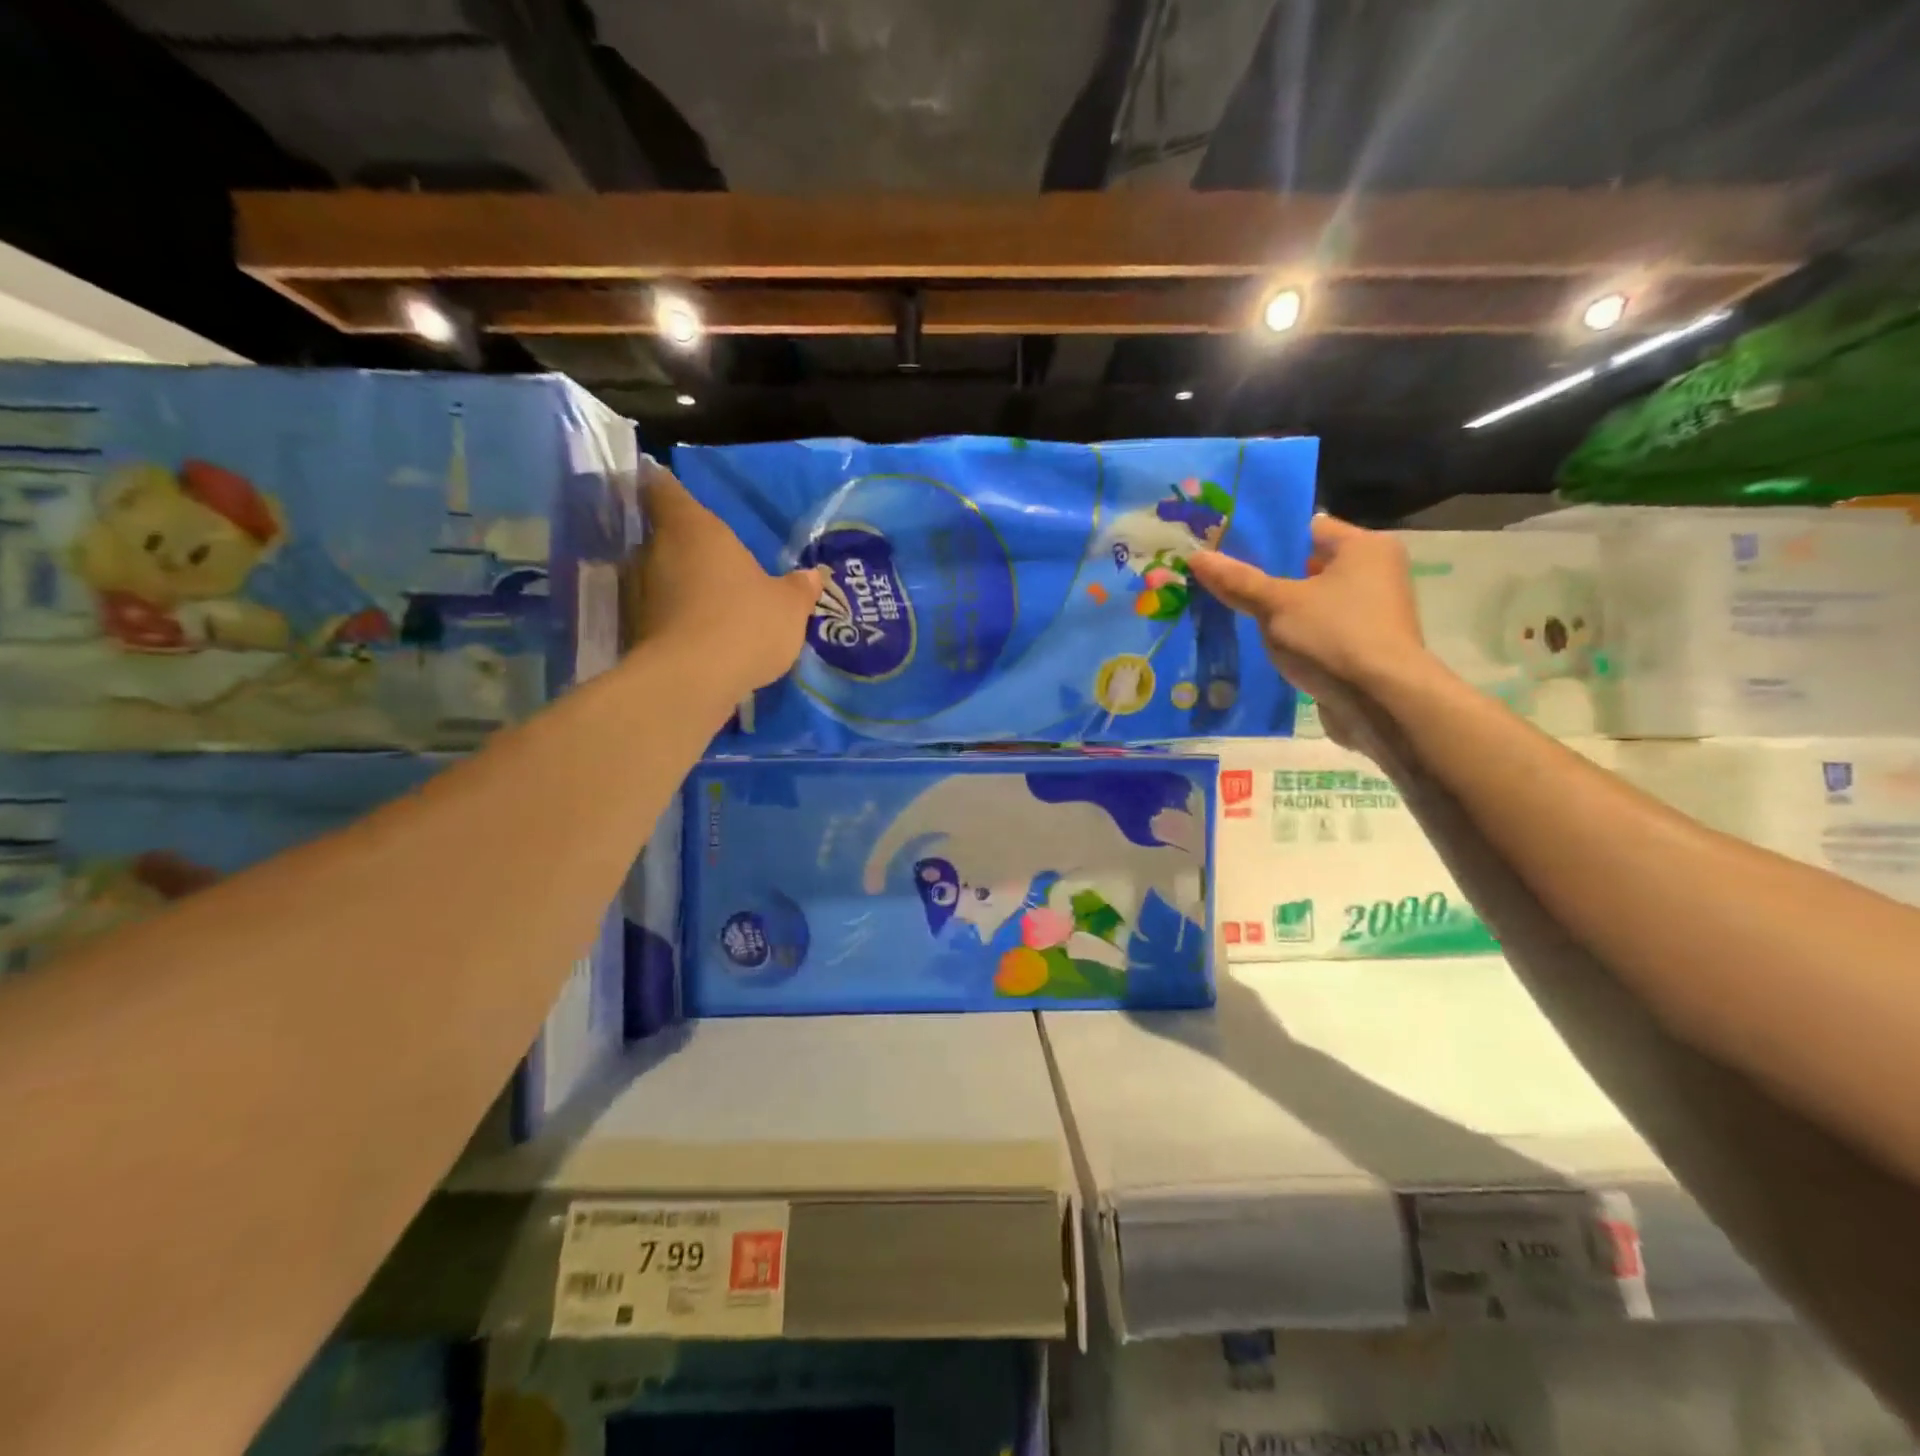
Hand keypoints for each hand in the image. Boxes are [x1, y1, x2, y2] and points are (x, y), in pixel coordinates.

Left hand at [631, 464, 823, 695]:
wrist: (692, 681)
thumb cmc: (745, 623)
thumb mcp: (788, 607)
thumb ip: (799, 588)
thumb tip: (814, 575)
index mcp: (694, 529)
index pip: (665, 490)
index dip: (666, 486)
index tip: (667, 485)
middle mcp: (656, 551)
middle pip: (662, 536)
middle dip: (684, 546)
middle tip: (713, 560)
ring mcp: (638, 592)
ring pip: (657, 576)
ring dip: (678, 585)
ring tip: (708, 601)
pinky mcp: (634, 630)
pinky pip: (657, 613)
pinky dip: (673, 618)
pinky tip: (699, 635)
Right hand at [1187, 514, 1428, 749]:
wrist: (1381, 702)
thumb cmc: (1332, 636)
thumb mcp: (1276, 604)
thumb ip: (1237, 581)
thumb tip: (1196, 556)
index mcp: (1364, 547)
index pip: (1307, 529)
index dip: (1266, 539)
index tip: (1227, 551)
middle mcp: (1376, 573)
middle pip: (1309, 566)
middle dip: (1267, 578)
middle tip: (1222, 583)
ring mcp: (1373, 613)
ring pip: (1312, 603)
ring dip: (1279, 611)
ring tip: (1234, 615)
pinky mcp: (1365, 647)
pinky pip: (1320, 631)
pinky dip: (1296, 637)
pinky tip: (1262, 646)